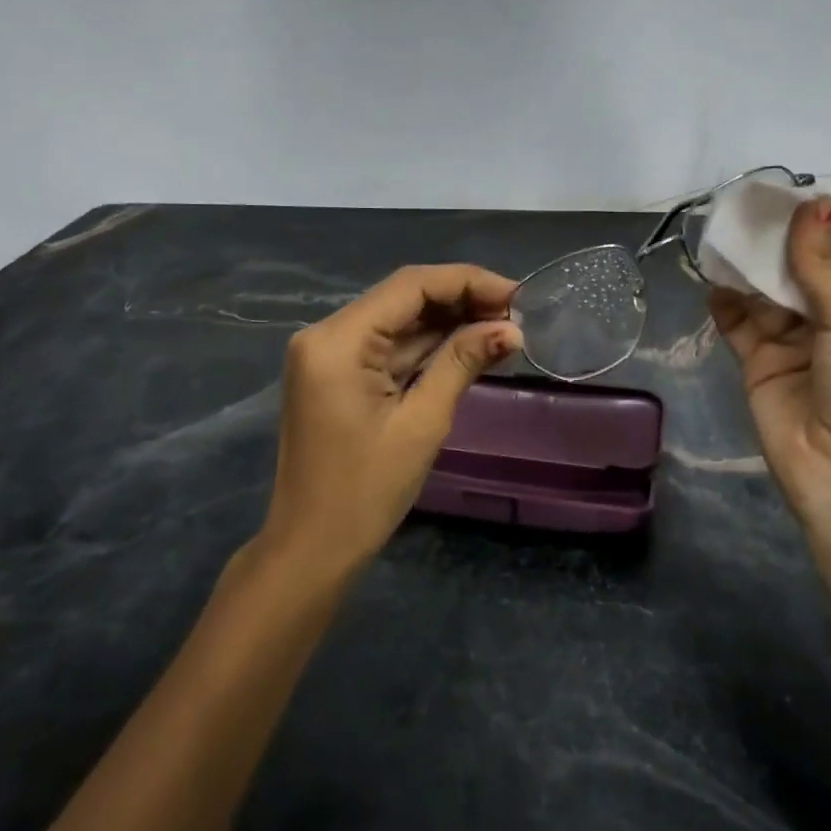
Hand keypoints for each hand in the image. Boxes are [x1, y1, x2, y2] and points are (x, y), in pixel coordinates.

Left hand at [261, 264, 523, 572]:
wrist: (313, 548)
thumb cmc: (366, 491)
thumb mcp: (422, 422)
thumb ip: (462, 363)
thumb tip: (510, 330)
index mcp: (338, 340)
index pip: (410, 286)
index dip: (468, 282)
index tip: (517, 296)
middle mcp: (327, 335)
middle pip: (403, 298)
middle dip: (462, 301)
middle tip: (517, 316)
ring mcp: (330, 355)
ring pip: (399, 321)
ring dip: (450, 323)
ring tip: (504, 329)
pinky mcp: (339, 375)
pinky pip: (389, 348)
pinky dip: (429, 347)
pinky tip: (472, 346)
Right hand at [710, 197, 830, 537]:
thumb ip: (823, 265)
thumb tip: (816, 201)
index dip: (807, 225)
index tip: (774, 196)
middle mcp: (827, 317)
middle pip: (792, 268)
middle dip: (768, 243)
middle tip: (735, 211)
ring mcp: (790, 341)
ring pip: (761, 293)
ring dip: (743, 269)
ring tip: (717, 238)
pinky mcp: (757, 364)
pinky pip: (737, 324)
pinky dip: (724, 302)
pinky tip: (710, 280)